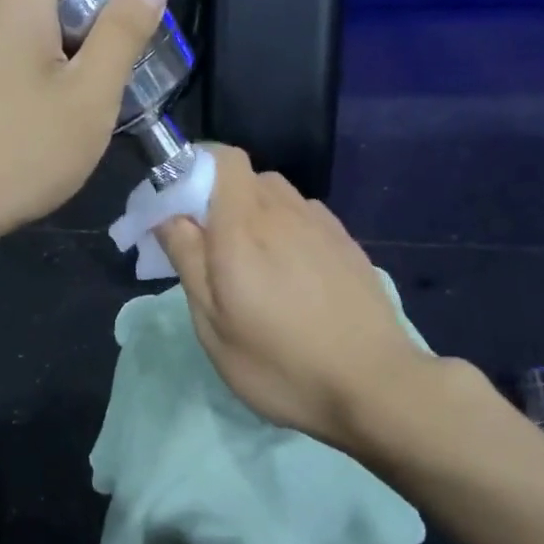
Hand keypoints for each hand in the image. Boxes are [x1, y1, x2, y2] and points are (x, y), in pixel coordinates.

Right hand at [157, 147, 439, 448]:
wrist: (375, 386)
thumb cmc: (280, 363)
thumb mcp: (214, 325)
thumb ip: (188, 260)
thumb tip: (168, 215)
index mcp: (244, 227)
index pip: (220, 158)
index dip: (193, 165)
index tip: (175, 202)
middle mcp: (284, 212)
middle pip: (244, 177)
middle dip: (217, 198)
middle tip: (207, 247)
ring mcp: (322, 225)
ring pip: (276, 196)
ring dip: (253, 214)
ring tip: (251, 263)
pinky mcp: (346, 244)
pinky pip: (304, 217)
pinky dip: (285, 228)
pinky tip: (290, 273)